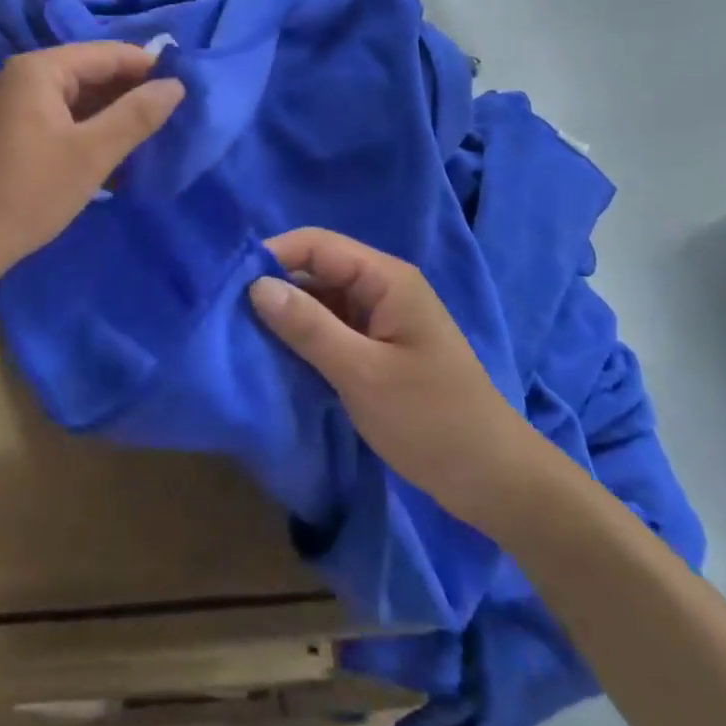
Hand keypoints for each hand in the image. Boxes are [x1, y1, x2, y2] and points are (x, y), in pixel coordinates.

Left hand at [0, 43, 183, 294]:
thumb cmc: (30, 192)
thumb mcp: (92, 153)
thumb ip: (137, 115)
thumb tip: (176, 85)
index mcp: (41, 68)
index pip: (108, 53)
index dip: (149, 68)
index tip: (187, 88)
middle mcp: (27, 75)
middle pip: (93, 72)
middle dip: (132, 92)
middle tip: (174, 115)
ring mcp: (19, 103)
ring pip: (81, 97)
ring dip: (114, 113)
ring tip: (154, 133)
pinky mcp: (18, 129)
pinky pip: (66, 116)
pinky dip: (92, 129)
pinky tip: (118, 150)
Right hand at [249, 228, 530, 528]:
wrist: (495, 481)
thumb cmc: (432, 421)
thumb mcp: (362, 374)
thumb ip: (308, 327)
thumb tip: (256, 285)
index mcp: (386, 279)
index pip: (318, 244)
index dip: (274, 255)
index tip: (230, 281)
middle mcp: (384, 288)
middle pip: (319, 269)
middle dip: (278, 286)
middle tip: (230, 313)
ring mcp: (383, 318)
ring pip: (324, 300)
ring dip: (290, 314)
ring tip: (245, 334)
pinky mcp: (380, 348)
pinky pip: (334, 328)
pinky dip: (307, 338)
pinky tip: (279, 357)